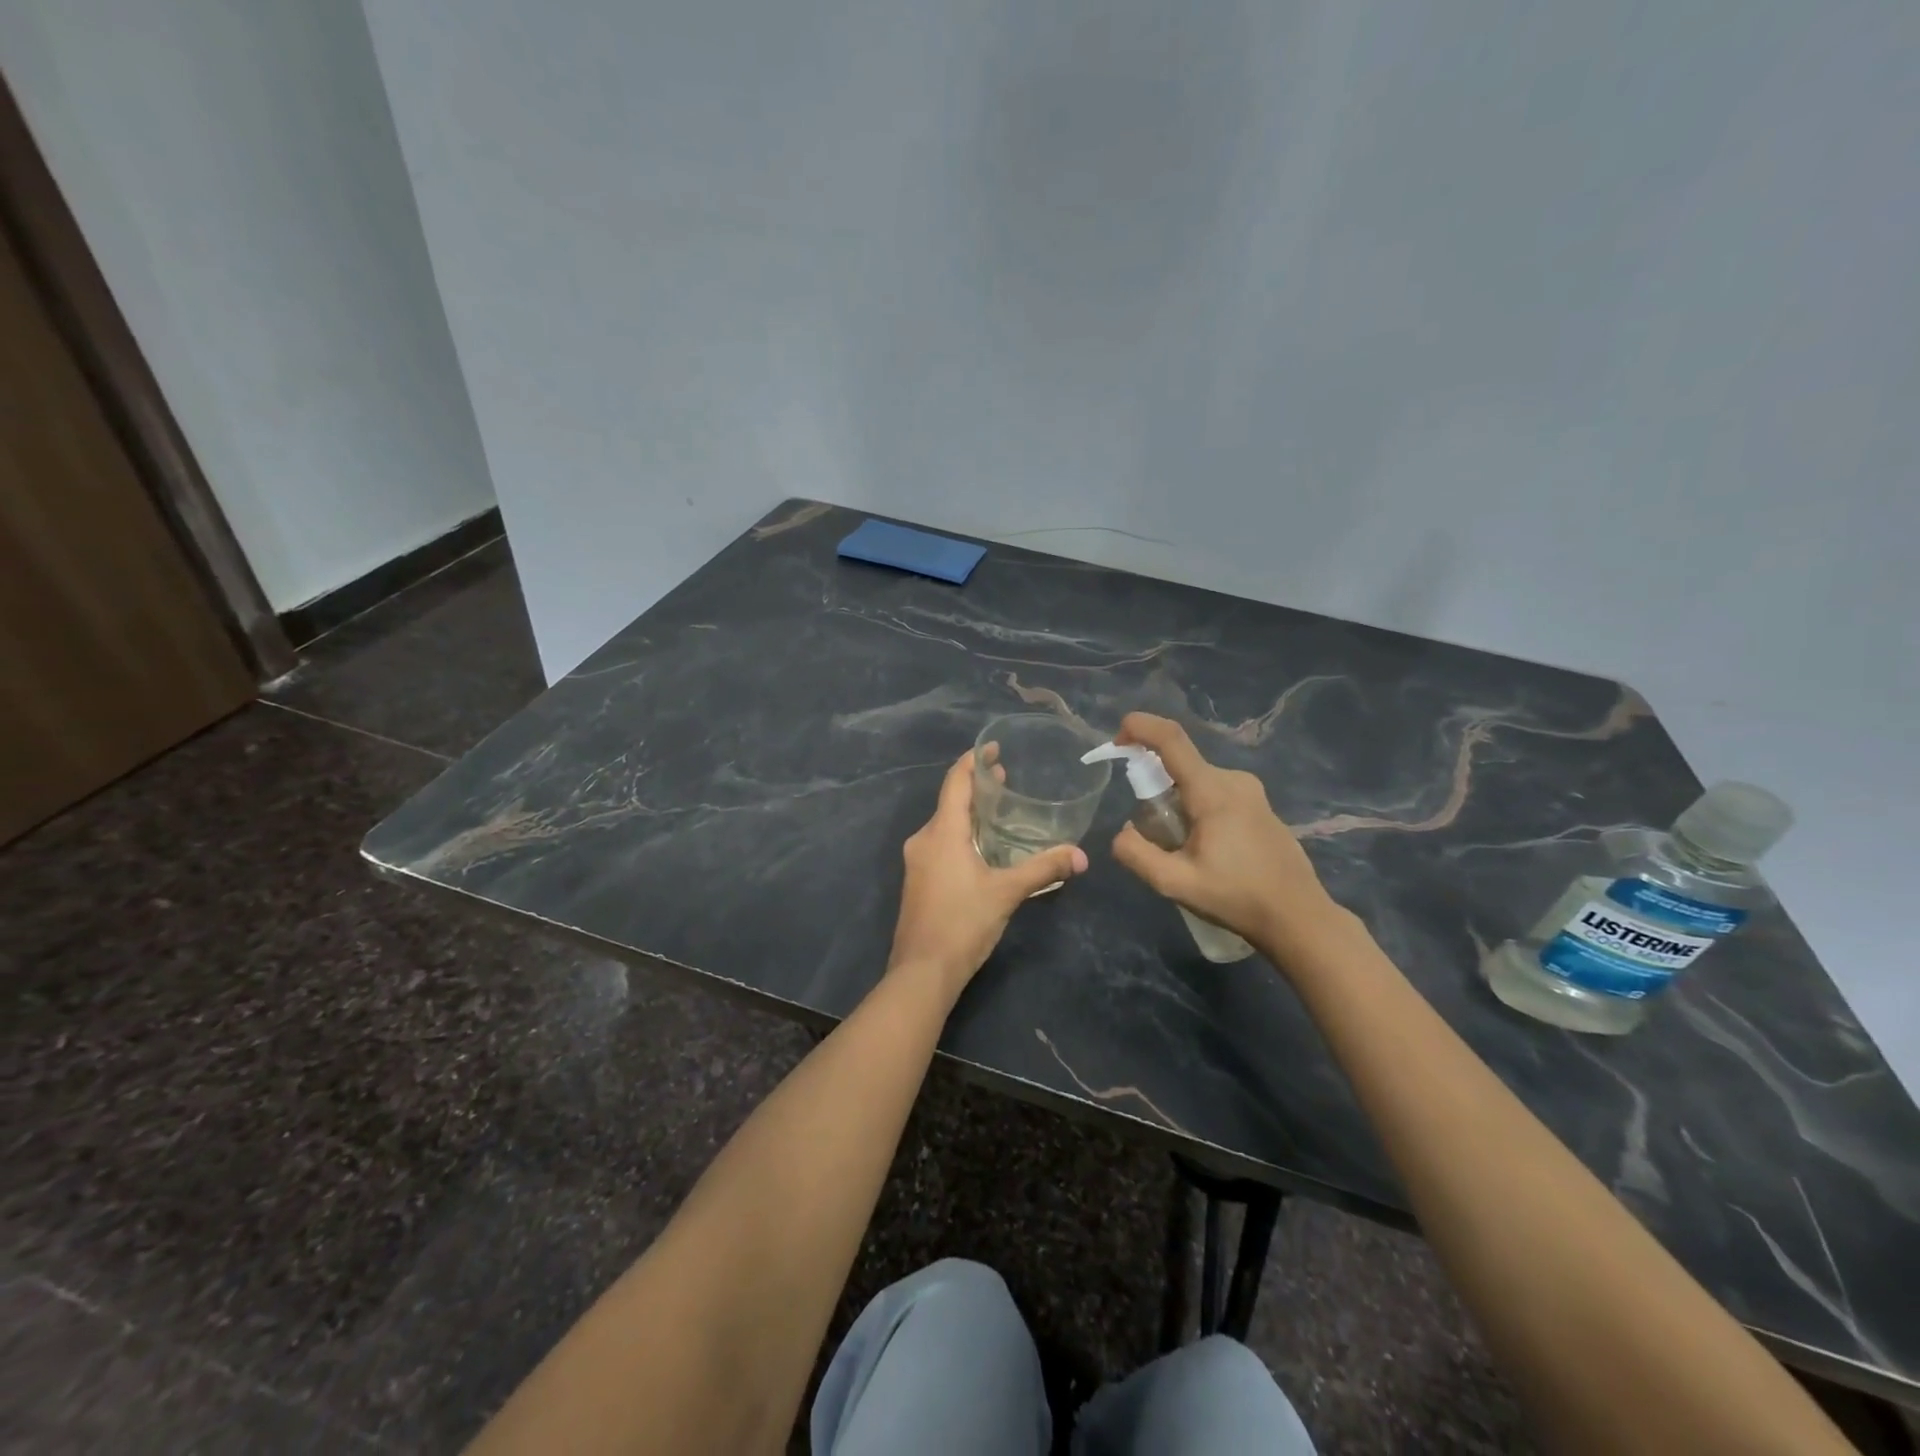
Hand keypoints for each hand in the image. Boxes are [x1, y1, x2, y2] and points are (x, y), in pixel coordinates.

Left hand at [888, 750, 1088, 1000]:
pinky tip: (982, 847)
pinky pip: (940, 844)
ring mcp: (917, 861)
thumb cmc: (962, 923)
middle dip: (977, 787)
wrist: (921, 972)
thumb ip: (1043, 869)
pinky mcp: (918, 880)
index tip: (992, 747)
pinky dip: (962, 834)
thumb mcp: (1007, 893)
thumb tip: (1081, 856)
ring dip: (970, 813)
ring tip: (999, 810)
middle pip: (950, 801)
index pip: (955, 782)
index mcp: (942, 832)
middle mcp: (924, 839)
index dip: (973, 761)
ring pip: (945, 824)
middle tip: (1006, 777)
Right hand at [1109, 712, 1346, 958]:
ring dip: (1176, 801)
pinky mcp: (1260, 804)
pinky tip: (1206, 849)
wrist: (1298, 917)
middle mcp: (1233, 779)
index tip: (1116, 740)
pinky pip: (1215, 791)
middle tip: (1151, 831)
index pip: (1171, 739)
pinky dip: (1196, 807)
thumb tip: (1123, 830)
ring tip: (1181, 849)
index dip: (1140, 727)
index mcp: (1212, 791)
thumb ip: (1137, 854)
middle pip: (1180, 765)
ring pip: (1196, 780)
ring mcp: (1251, 791)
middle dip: (1154, 786)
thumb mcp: (1175, 884)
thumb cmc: (1237, 898)